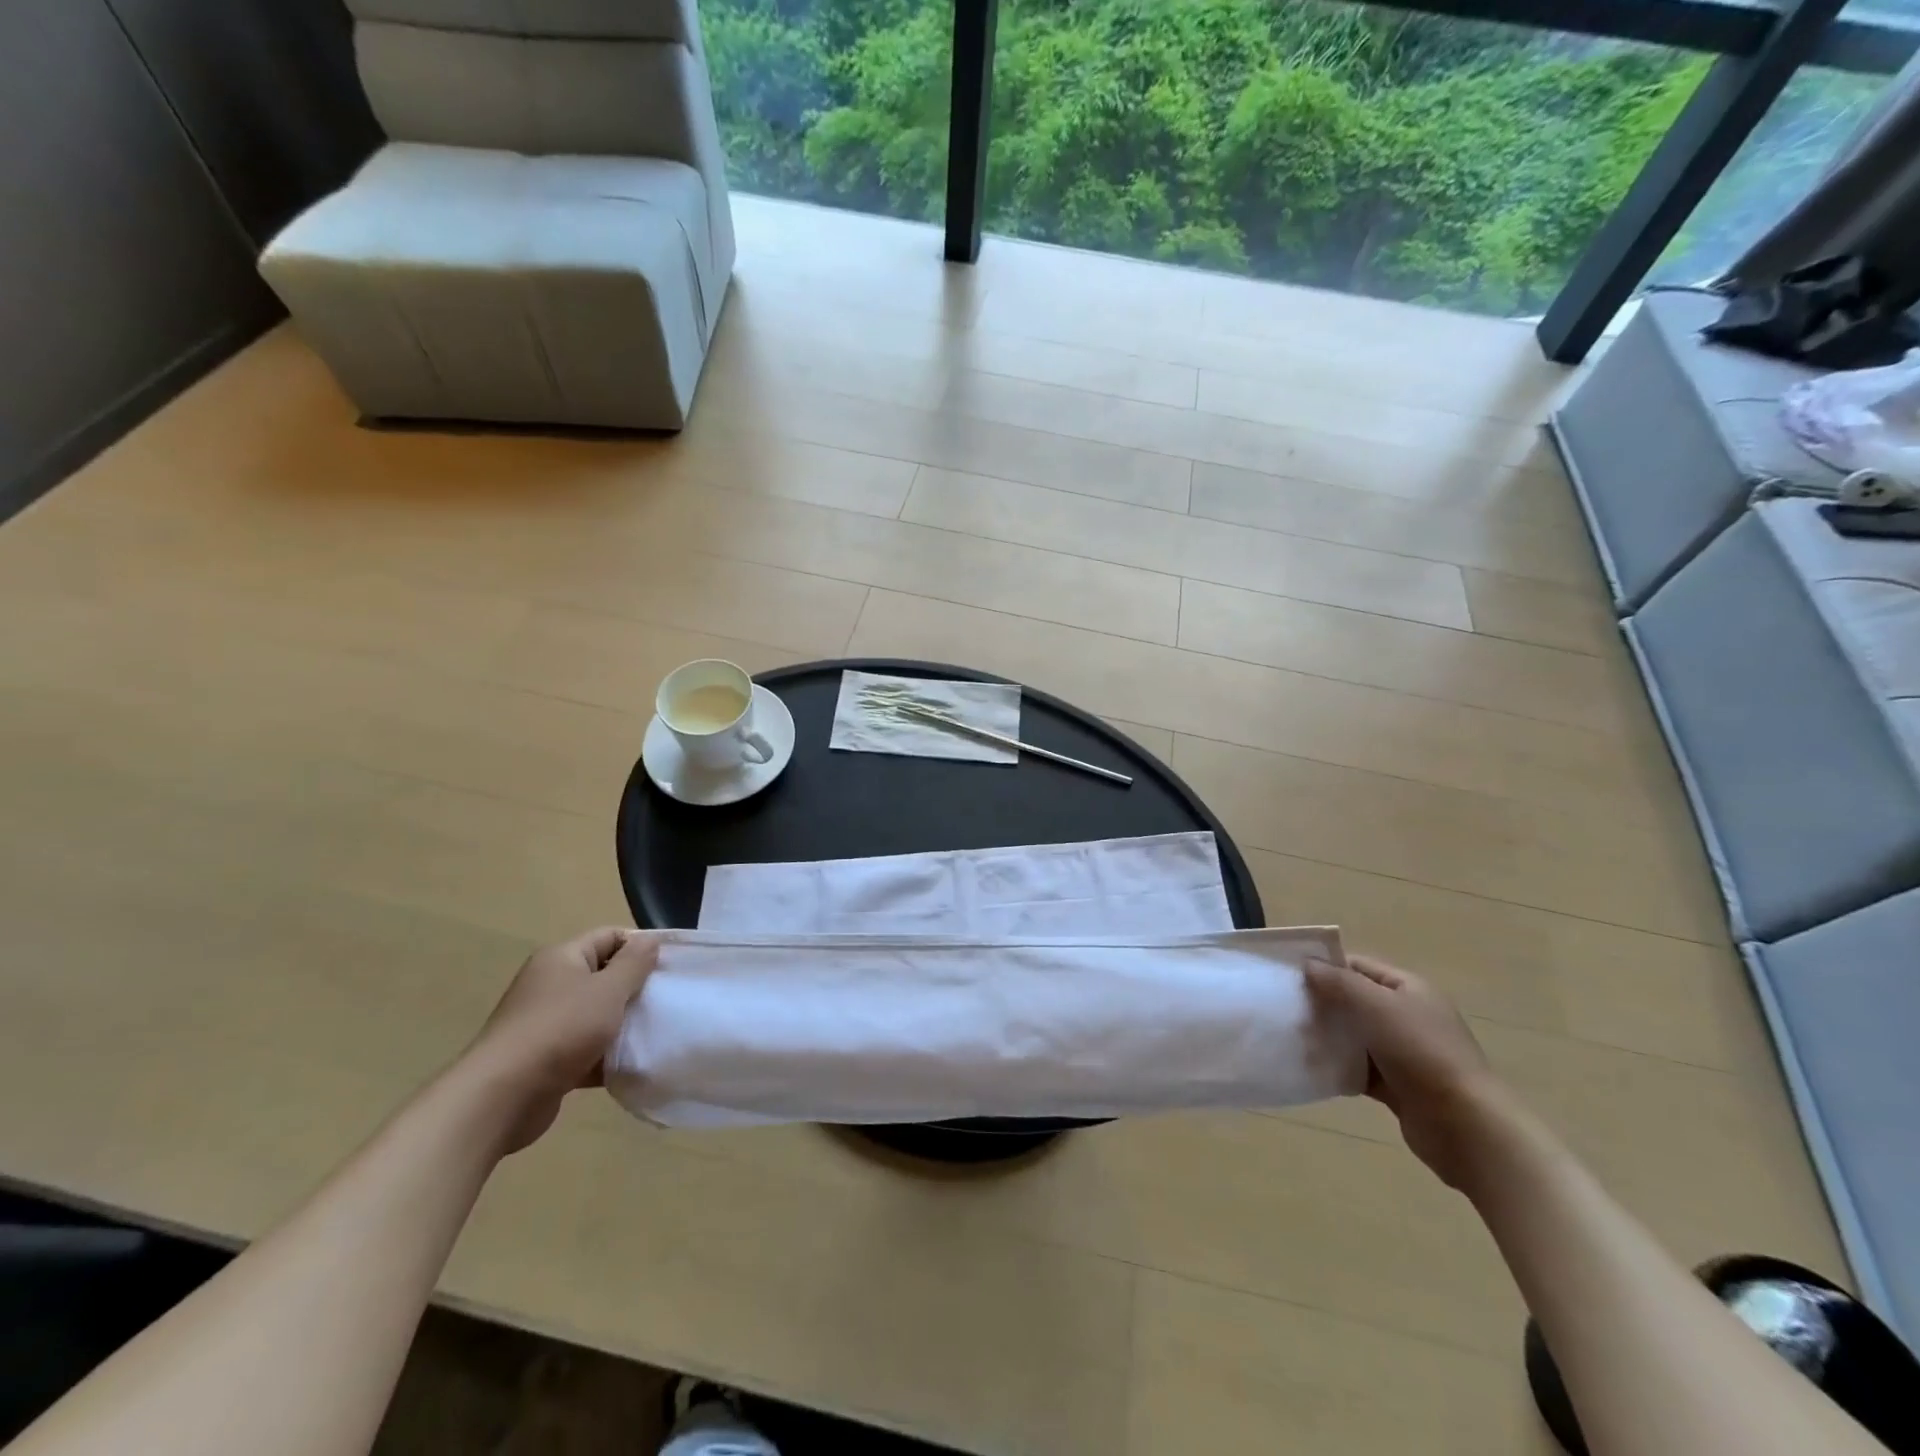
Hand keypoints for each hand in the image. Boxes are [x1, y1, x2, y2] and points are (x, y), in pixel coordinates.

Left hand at [464, 928, 659, 1153]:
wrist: (500, 1098)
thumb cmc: (560, 1030)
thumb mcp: (607, 991)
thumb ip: (634, 964)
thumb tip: (650, 940)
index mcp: (562, 958)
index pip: (610, 937)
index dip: (641, 946)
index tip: (670, 966)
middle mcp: (551, 984)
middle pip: (604, 975)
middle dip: (635, 988)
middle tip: (668, 1000)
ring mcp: (546, 1023)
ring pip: (596, 1014)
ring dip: (623, 1024)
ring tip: (657, 1032)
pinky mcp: (546, 1059)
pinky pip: (585, 1048)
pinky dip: (606, 1054)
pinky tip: (632, 1064)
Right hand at [1305, 954, 1508, 1188]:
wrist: (1466, 1127)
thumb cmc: (1422, 1053)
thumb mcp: (1378, 1007)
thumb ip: (1340, 983)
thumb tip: (1308, 965)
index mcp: (1409, 989)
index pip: (1359, 966)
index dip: (1326, 967)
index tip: (1289, 974)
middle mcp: (1407, 1016)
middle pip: (1355, 1000)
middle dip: (1322, 1003)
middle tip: (1286, 1008)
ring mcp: (1404, 1053)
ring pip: (1355, 1036)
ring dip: (1327, 1037)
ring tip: (1292, 1038)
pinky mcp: (1397, 1086)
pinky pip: (1359, 1069)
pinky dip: (1338, 1067)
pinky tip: (1312, 1068)